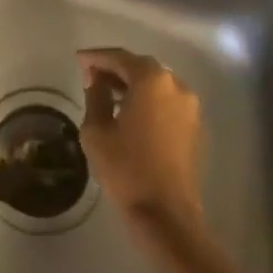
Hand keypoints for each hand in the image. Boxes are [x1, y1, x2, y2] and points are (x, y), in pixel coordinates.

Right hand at [78, 47, 201, 228]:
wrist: (166, 215)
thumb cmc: (126, 169)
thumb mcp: (97, 130)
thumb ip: (95, 95)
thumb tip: (96, 79)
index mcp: (151, 80)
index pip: (119, 57)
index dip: (96, 57)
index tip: (78, 60)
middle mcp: (175, 85)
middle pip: (140, 67)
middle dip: (114, 68)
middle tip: (90, 75)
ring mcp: (189, 106)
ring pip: (155, 83)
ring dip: (131, 84)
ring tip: (106, 92)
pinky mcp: (193, 126)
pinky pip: (165, 100)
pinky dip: (147, 99)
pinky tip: (129, 111)